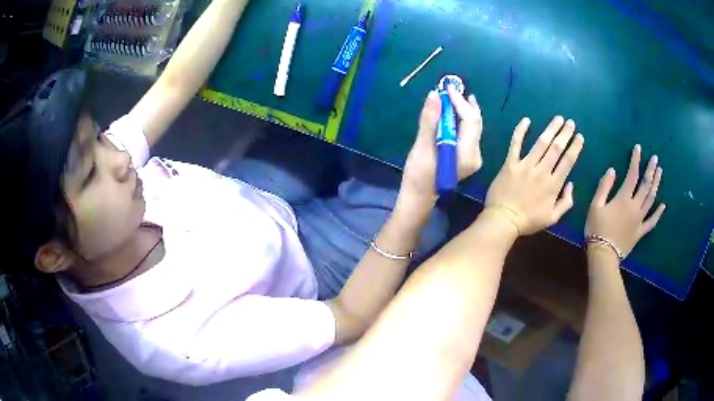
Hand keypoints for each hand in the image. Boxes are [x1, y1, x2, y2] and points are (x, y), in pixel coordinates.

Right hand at [399, 87, 482, 208]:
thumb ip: (430, 120)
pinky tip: (453, 112)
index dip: (460, 102)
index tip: (447, 88)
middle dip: (464, 104)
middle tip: (452, 88)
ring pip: (474, 127)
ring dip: (463, 110)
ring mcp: (473, 156)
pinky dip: (461, 120)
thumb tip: (434, 94)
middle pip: (475, 122)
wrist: (420, 195)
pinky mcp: (468, 156)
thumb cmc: (420, 174)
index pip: (470, 121)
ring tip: (453, 95)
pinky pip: (469, 133)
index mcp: (467, 154)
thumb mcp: (422, 146)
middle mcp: (475, 154)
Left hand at [485, 116, 583, 234]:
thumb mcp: (553, 218)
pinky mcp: (510, 163)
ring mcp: (525, 165)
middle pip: (556, 148)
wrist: (503, 220)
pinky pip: (516, 144)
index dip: (575, 147)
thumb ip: (566, 202)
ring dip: (551, 129)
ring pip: (541, 143)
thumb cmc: (529, 221)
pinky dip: (520, 131)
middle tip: (571, 122)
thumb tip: (571, 184)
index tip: (579, 136)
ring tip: (558, 119)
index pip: (568, 161)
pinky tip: (526, 120)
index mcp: (553, 184)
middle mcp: (542, 171)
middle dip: (565, 134)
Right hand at [585, 145, 664, 258]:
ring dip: (656, 185)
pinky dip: (658, 213)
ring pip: (651, 199)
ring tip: (660, 172)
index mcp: (623, 199)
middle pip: (645, 185)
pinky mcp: (640, 231)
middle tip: (655, 158)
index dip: (636, 160)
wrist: (603, 255)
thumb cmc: (597, 229)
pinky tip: (663, 205)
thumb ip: (604, 187)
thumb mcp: (595, 205)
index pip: (632, 175)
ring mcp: (639, 219)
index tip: (638, 148)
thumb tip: (612, 170)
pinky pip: (652, 221)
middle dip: (650, 170)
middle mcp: (635, 206)